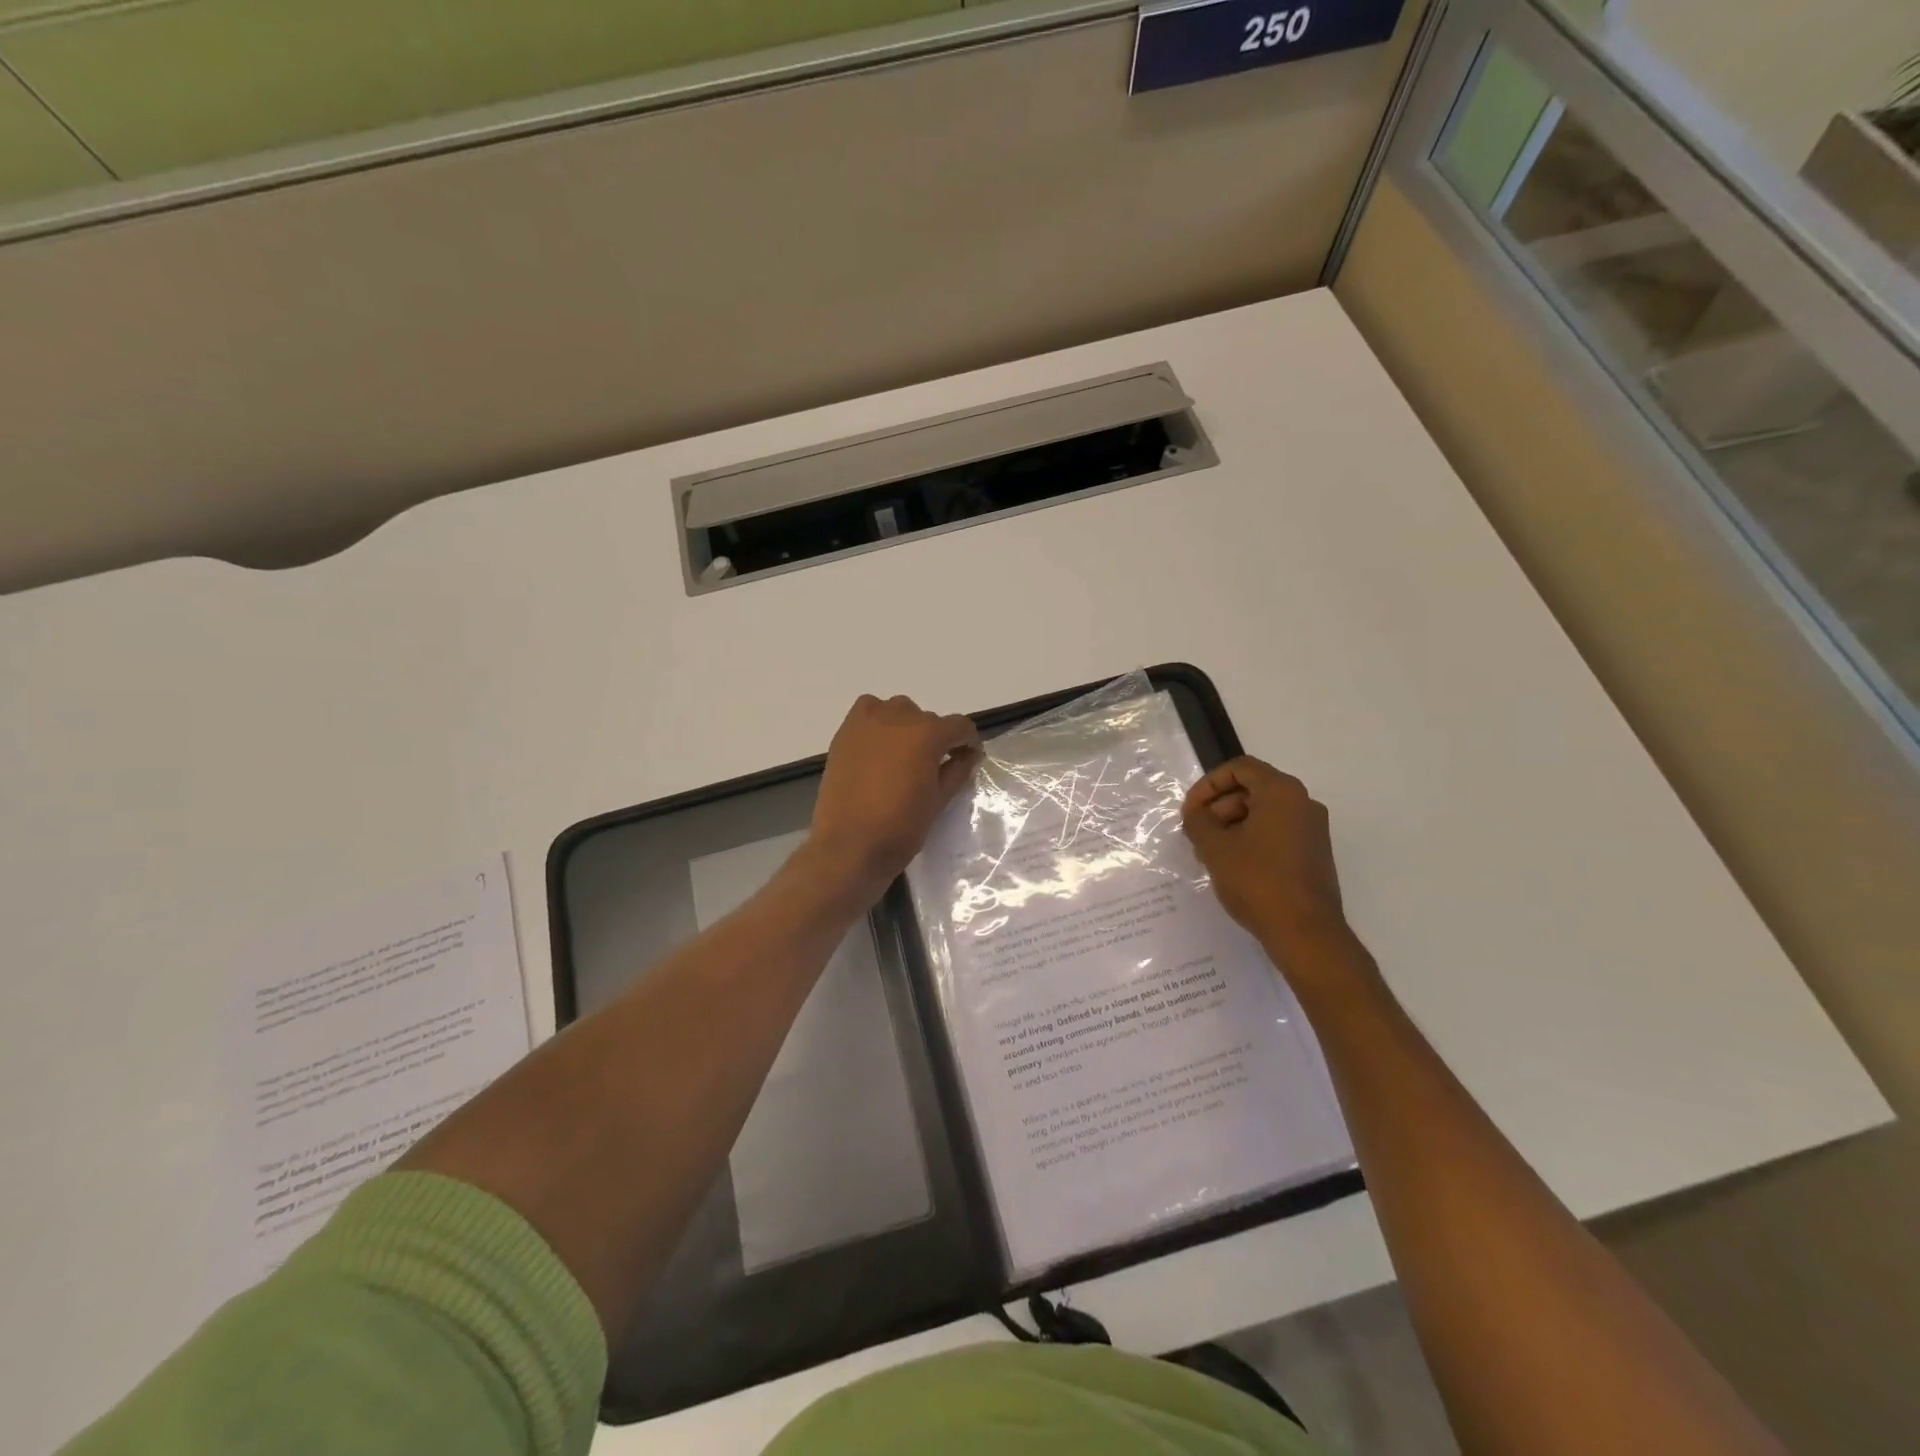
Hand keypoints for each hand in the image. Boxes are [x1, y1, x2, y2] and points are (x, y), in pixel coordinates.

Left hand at [808, 694, 982, 895]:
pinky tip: (879, 745)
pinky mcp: (845, 733)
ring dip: (908, 726)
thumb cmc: (901, 828)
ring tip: (904, 756)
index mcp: (927, 735)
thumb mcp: (939, 800)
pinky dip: (879, 720)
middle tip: (934, 766)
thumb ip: (957, 770)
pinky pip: (868, 711)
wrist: (849, 846)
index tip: (967, 759)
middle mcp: (899, 717)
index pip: (959, 726)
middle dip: (937, 739)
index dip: (968, 742)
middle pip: (928, 719)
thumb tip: (968, 755)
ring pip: (899, 711)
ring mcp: (868, 722)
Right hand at [1182, 757, 1365, 981]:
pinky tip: (1232, 865)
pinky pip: (1276, 832)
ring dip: (1232, 825)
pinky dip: (1251, 839)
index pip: (1239, 768)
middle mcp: (1303, 803)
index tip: (1190, 811)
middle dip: (1218, 807)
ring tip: (1209, 853)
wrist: (1306, 933)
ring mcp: (1312, 829)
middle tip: (1196, 833)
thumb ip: (1198, 822)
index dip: (1208, 785)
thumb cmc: (1257, 881)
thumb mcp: (1215, 848)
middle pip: (1252, 789)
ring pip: (1263, 812)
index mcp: (1282, 792)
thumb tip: (1196, 815)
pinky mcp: (1314, 853)